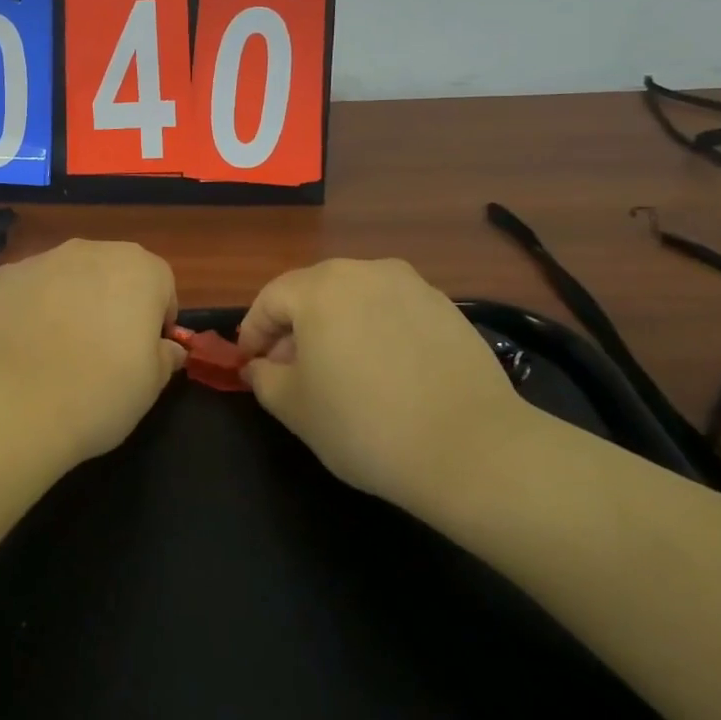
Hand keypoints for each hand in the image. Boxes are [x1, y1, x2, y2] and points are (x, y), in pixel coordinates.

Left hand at [0, 240, 186, 464]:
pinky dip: (29, 309)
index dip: (156, 319)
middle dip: (112, 302)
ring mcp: (41, 259)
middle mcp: (91, 251)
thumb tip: (167, 348)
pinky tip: (22, 346)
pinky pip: (27, 289)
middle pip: (112, 272)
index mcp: (139, 269)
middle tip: (102, 350)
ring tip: (56, 351)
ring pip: (66, 277)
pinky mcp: (1, 277)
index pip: (160, 285)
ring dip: (69, 301)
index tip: (145, 352)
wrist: (14, 404)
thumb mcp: (151, 385)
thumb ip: (164, 356)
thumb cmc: (100, 392)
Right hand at [238, 259, 535, 503]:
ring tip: (337, 370)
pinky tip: (383, 371)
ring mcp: (411, 286)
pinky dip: (376, 332)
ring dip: (336, 327)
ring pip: (355, 299)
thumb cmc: (363, 424)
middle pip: (314, 292)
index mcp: (320, 288)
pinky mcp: (447, 308)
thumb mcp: (294, 407)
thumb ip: (264, 379)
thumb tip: (259, 367)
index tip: (249, 363)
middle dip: (293, 327)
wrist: (471, 448)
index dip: (252, 332)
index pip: (270, 299)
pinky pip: (393, 311)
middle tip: (289, 369)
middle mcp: (365, 272)